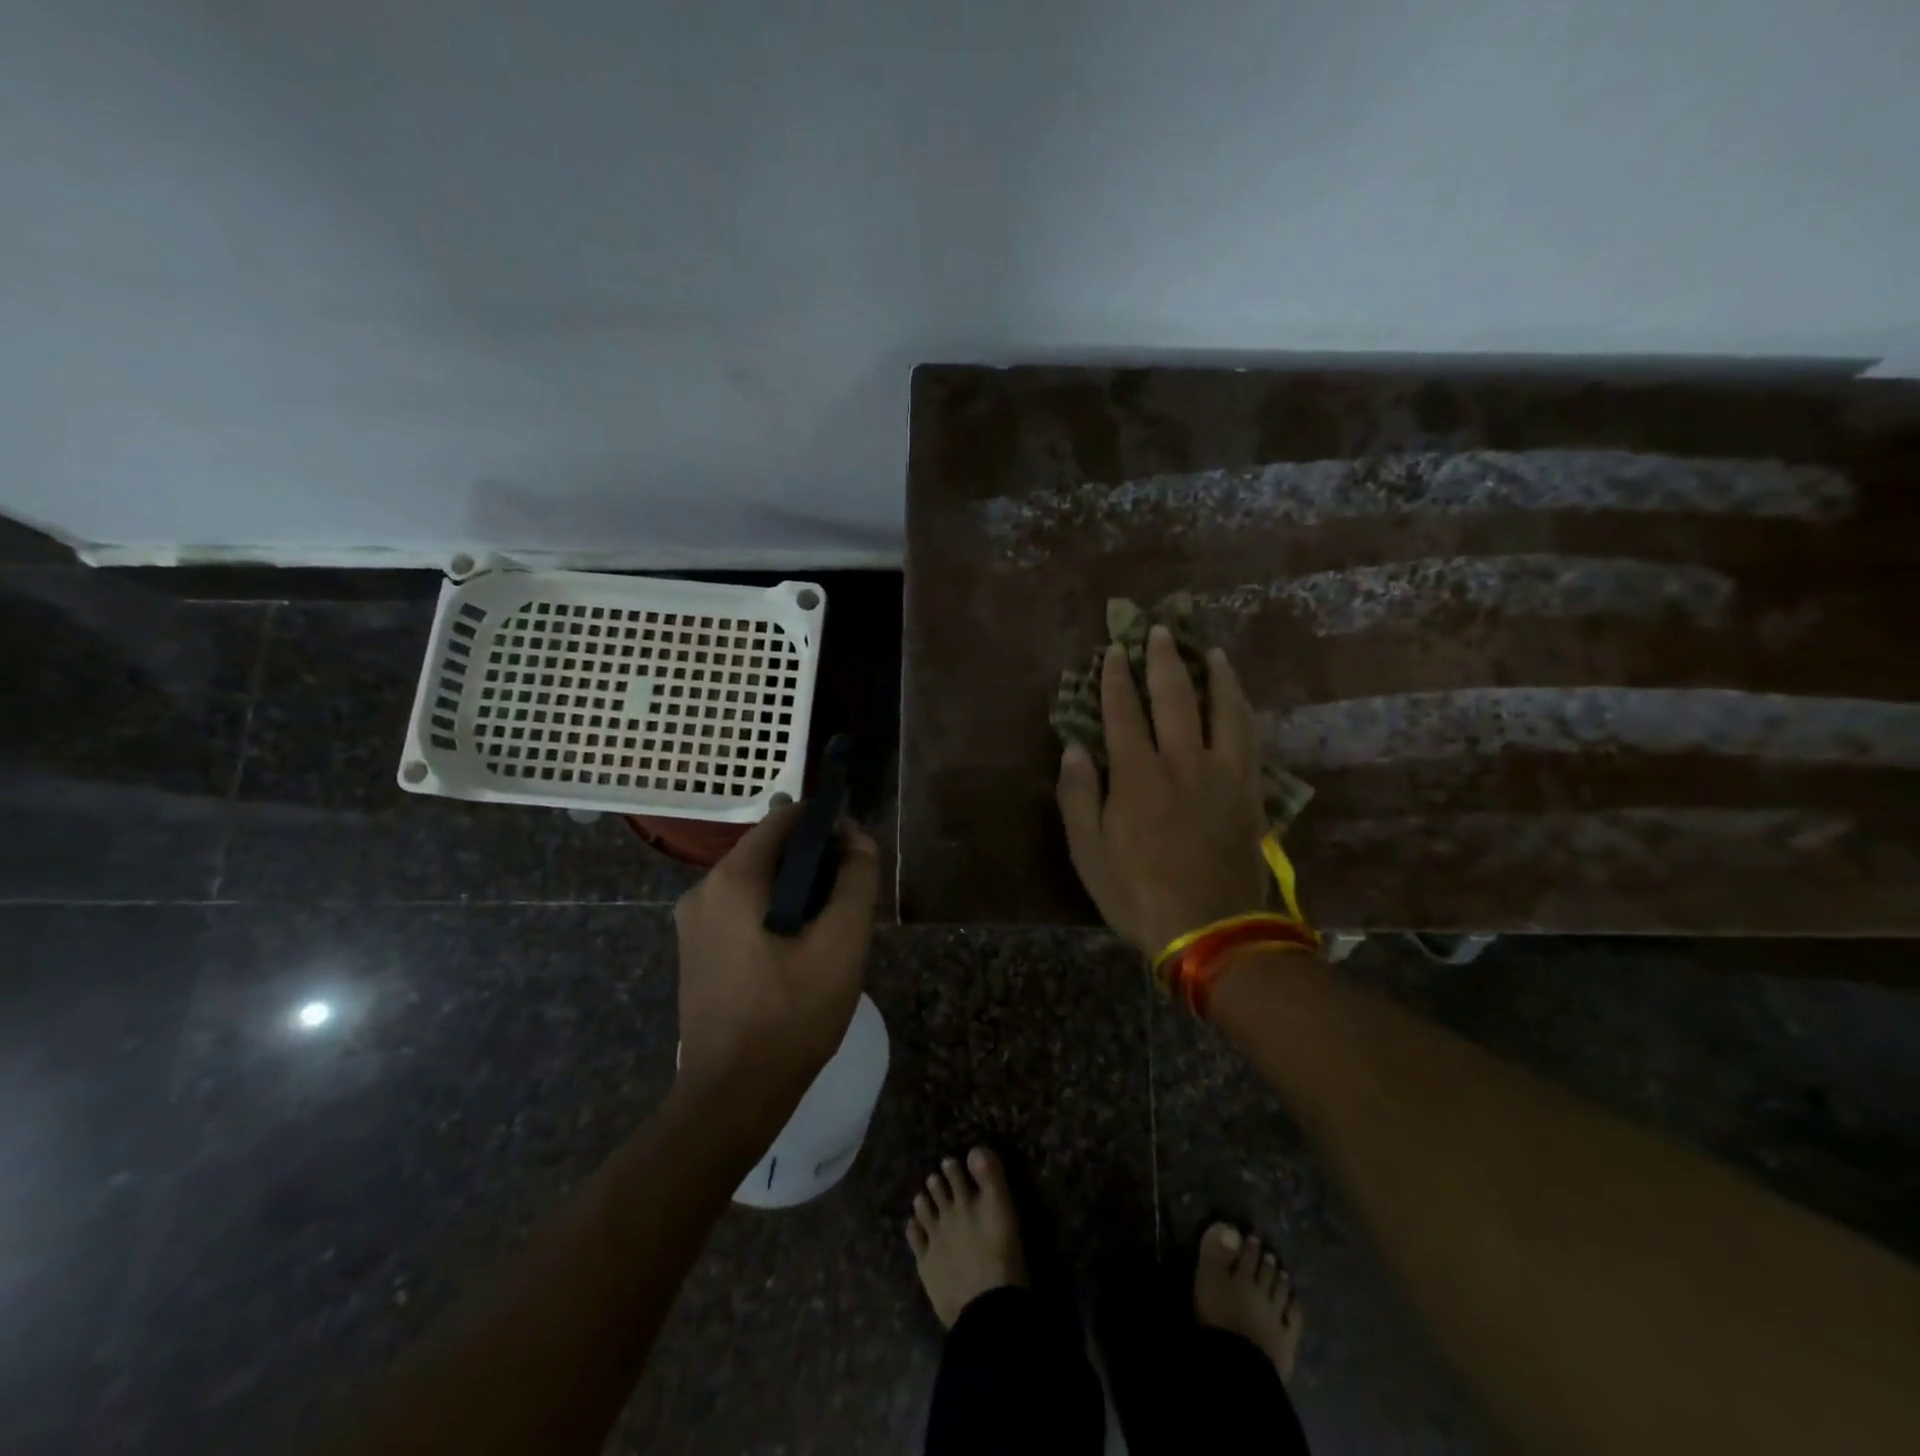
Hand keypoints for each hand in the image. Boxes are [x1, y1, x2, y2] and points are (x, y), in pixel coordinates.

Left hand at [672, 804, 880, 1109]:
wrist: (731, 1097)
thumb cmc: (792, 1015)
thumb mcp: (841, 943)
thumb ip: (856, 880)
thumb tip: (857, 838)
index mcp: (733, 879)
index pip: (785, 818)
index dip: (826, 823)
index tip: (858, 851)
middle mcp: (703, 889)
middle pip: (769, 850)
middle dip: (815, 861)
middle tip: (850, 896)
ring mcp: (692, 923)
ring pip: (757, 882)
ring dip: (797, 889)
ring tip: (830, 926)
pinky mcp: (695, 951)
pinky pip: (741, 910)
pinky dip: (774, 913)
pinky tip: (799, 949)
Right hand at [1056, 627, 1269, 957]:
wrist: (1210, 929)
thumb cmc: (1137, 892)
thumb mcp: (1088, 852)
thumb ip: (1079, 796)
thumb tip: (1074, 748)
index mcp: (1137, 775)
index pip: (1122, 712)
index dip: (1116, 678)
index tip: (1114, 651)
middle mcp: (1181, 761)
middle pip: (1174, 697)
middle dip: (1163, 660)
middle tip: (1159, 631)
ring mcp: (1222, 773)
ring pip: (1222, 709)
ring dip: (1215, 676)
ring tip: (1211, 652)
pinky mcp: (1249, 791)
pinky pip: (1250, 737)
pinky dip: (1243, 710)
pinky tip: (1241, 700)